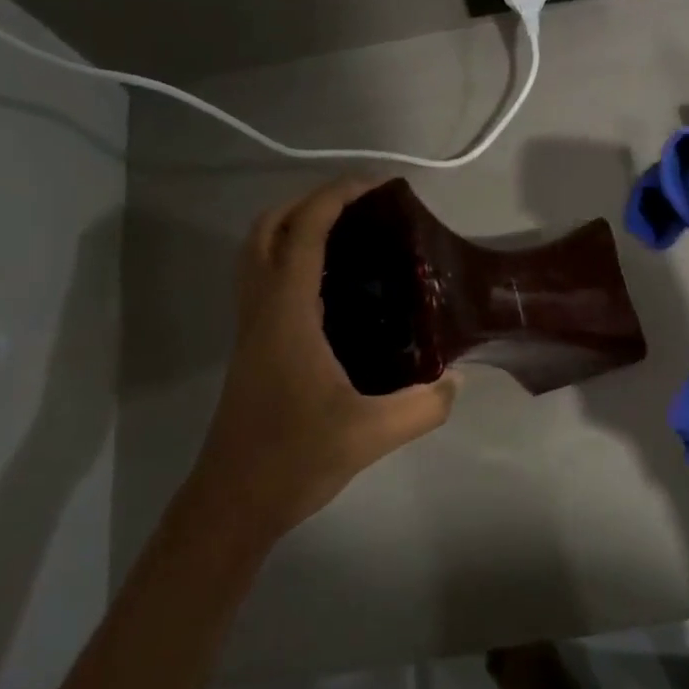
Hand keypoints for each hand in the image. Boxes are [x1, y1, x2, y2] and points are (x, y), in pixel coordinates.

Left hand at [190, 177, 459, 548]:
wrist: (233, 503)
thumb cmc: (294, 458)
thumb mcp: (371, 433)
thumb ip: (423, 406)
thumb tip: (456, 381)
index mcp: (287, 313)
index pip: (303, 232)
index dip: (335, 197)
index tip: (375, 186)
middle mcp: (262, 308)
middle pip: (267, 229)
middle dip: (308, 202)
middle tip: (358, 207)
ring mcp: (251, 327)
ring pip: (258, 253)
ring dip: (293, 227)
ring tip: (346, 234)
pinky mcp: (252, 346)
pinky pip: (264, 279)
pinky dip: (289, 259)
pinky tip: (331, 286)